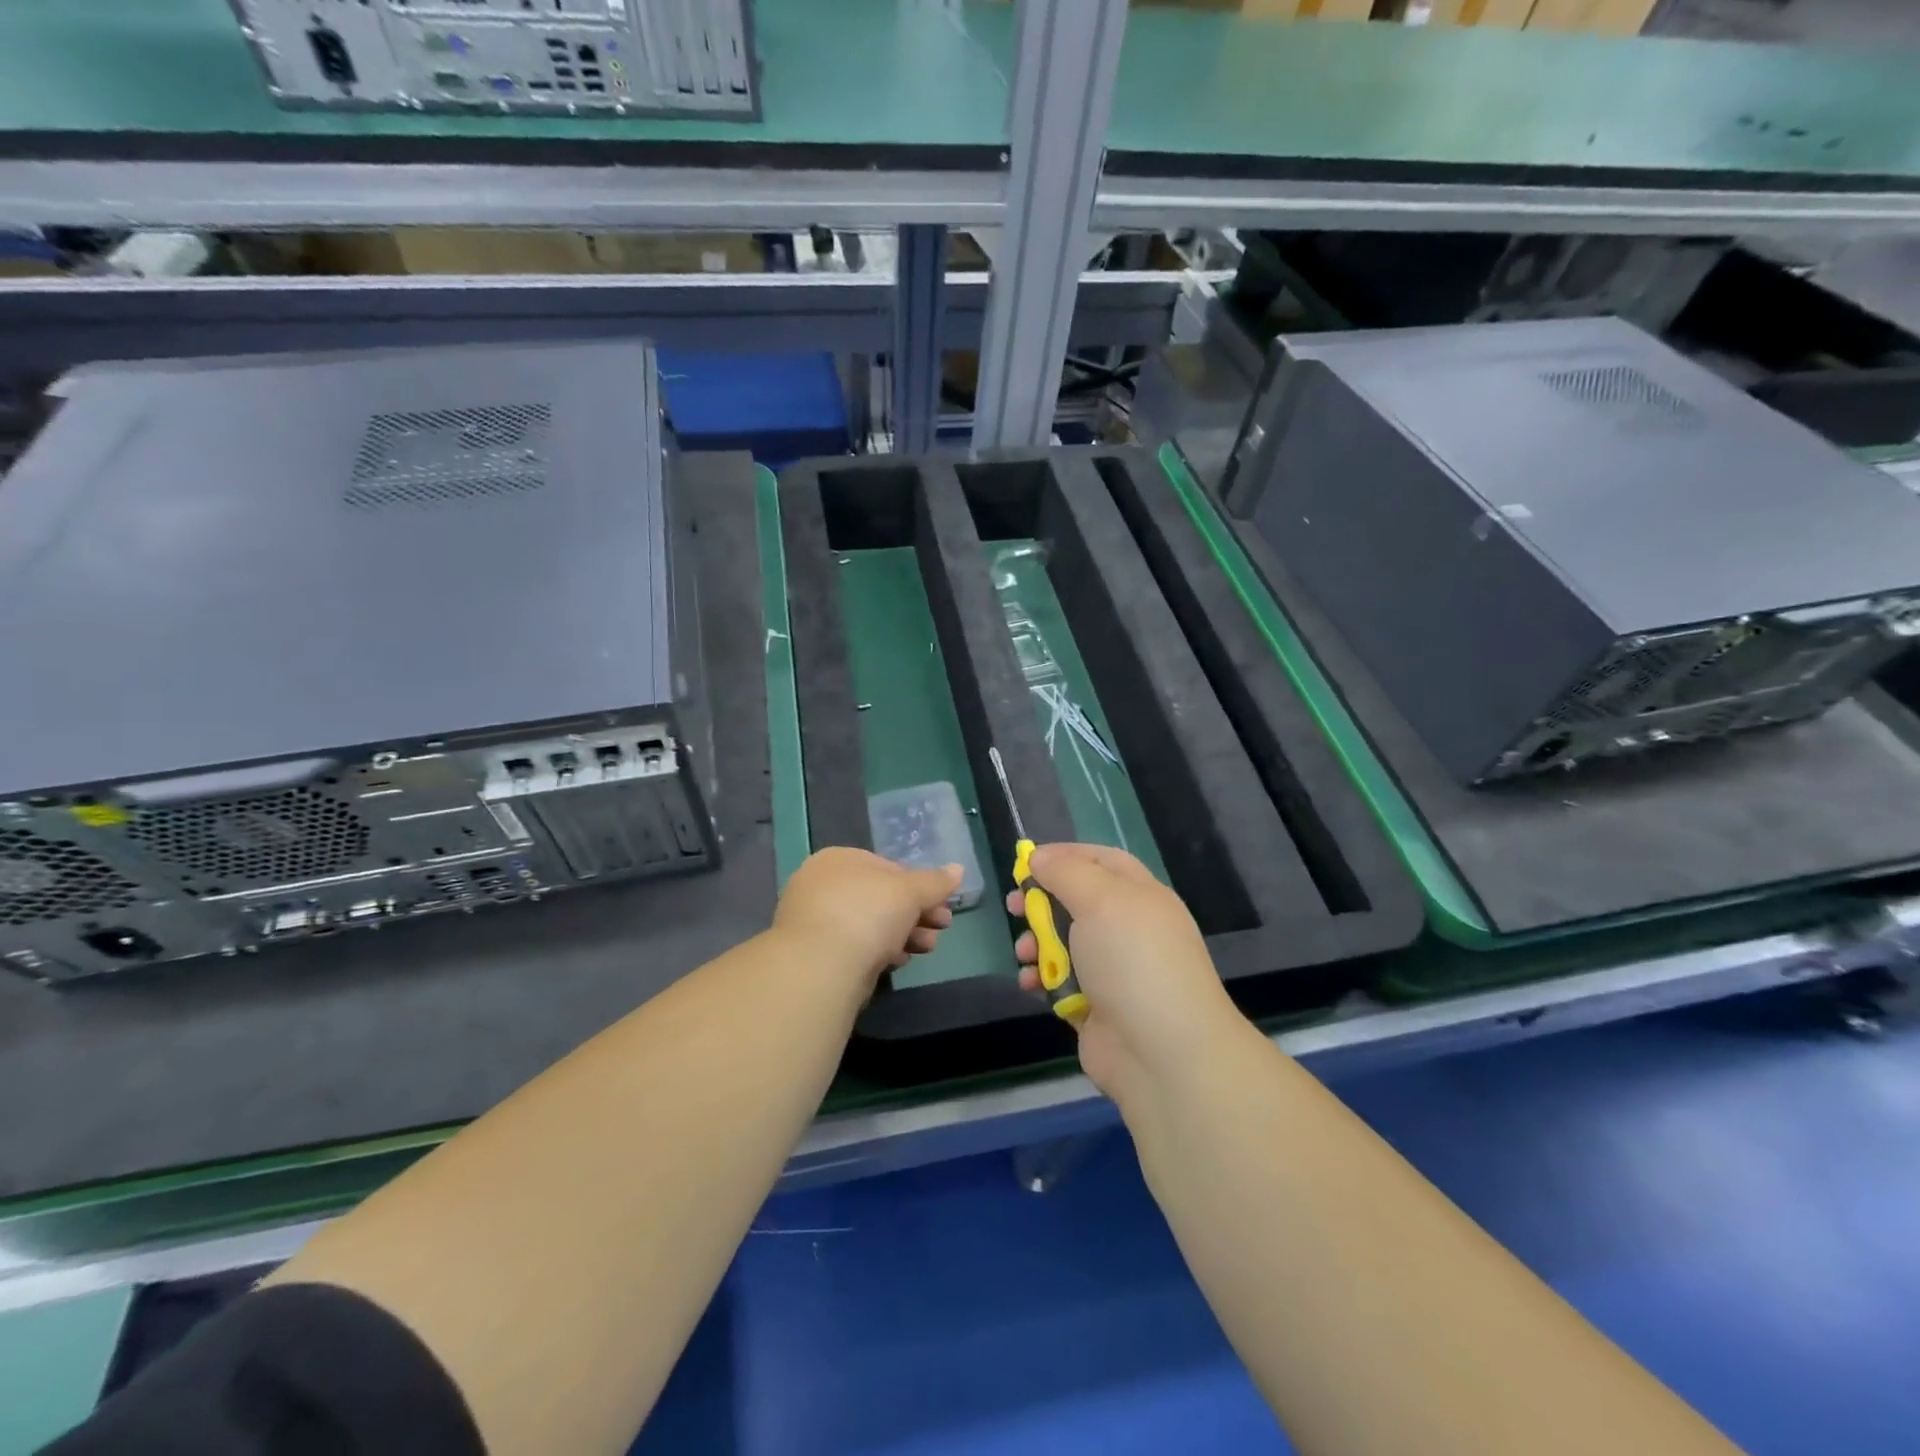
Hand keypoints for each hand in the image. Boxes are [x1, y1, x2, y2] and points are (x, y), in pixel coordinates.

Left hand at [773, 847, 961, 988]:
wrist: (821, 967)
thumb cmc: (867, 913)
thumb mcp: (909, 891)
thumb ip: (935, 882)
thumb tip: (958, 868)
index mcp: (839, 859)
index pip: (887, 867)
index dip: (919, 886)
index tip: (943, 905)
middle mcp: (822, 885)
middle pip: (881, 898)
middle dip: (917, 913)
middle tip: (942, 927)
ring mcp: (816, 921)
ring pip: (871, 924)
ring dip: (905, 934)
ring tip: (927, 948)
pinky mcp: (817, 955)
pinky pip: (857, 947)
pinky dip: (881, 951)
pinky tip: (899, 961)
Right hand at [1012, 844, 1247, 1103]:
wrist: (1163, 1054)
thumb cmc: (1133, 961)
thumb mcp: (1100, 900)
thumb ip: (1066, 872)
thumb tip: (1040, 857)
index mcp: (1141, 896)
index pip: (1102, 861)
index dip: (1065, 855)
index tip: (1027, 861)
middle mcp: (1130, 928)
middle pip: (1078, 901)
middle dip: (1042, 902)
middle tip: (1013, 906)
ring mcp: (1114, 970)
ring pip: (1065, 943)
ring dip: (1037, 943)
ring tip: (1024, 953)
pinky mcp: (1097, 1006)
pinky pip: (1062, 981)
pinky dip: (1043, 979)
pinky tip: (1030, 984)